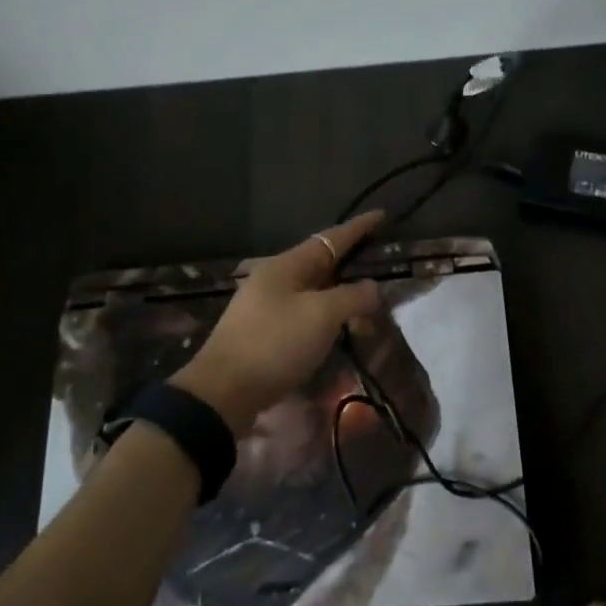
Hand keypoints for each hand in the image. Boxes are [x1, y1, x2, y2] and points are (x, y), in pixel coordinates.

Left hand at [171, 211, 386, 433]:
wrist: (224, 391)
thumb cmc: (275, 344)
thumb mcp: (322, 316)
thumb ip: (352, 296)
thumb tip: (372, 287)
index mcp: (286, 265)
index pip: (331, 238)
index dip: (358, 227)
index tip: (381, 215)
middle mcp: (274, 279)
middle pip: (321, 263)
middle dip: (351, 263)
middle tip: (379, 264)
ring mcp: (266, 305)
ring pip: (313, 290)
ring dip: (340, 294)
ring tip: (366, 305)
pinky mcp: (264, 332)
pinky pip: (304, 313)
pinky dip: (327, 316)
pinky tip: (337, 328)